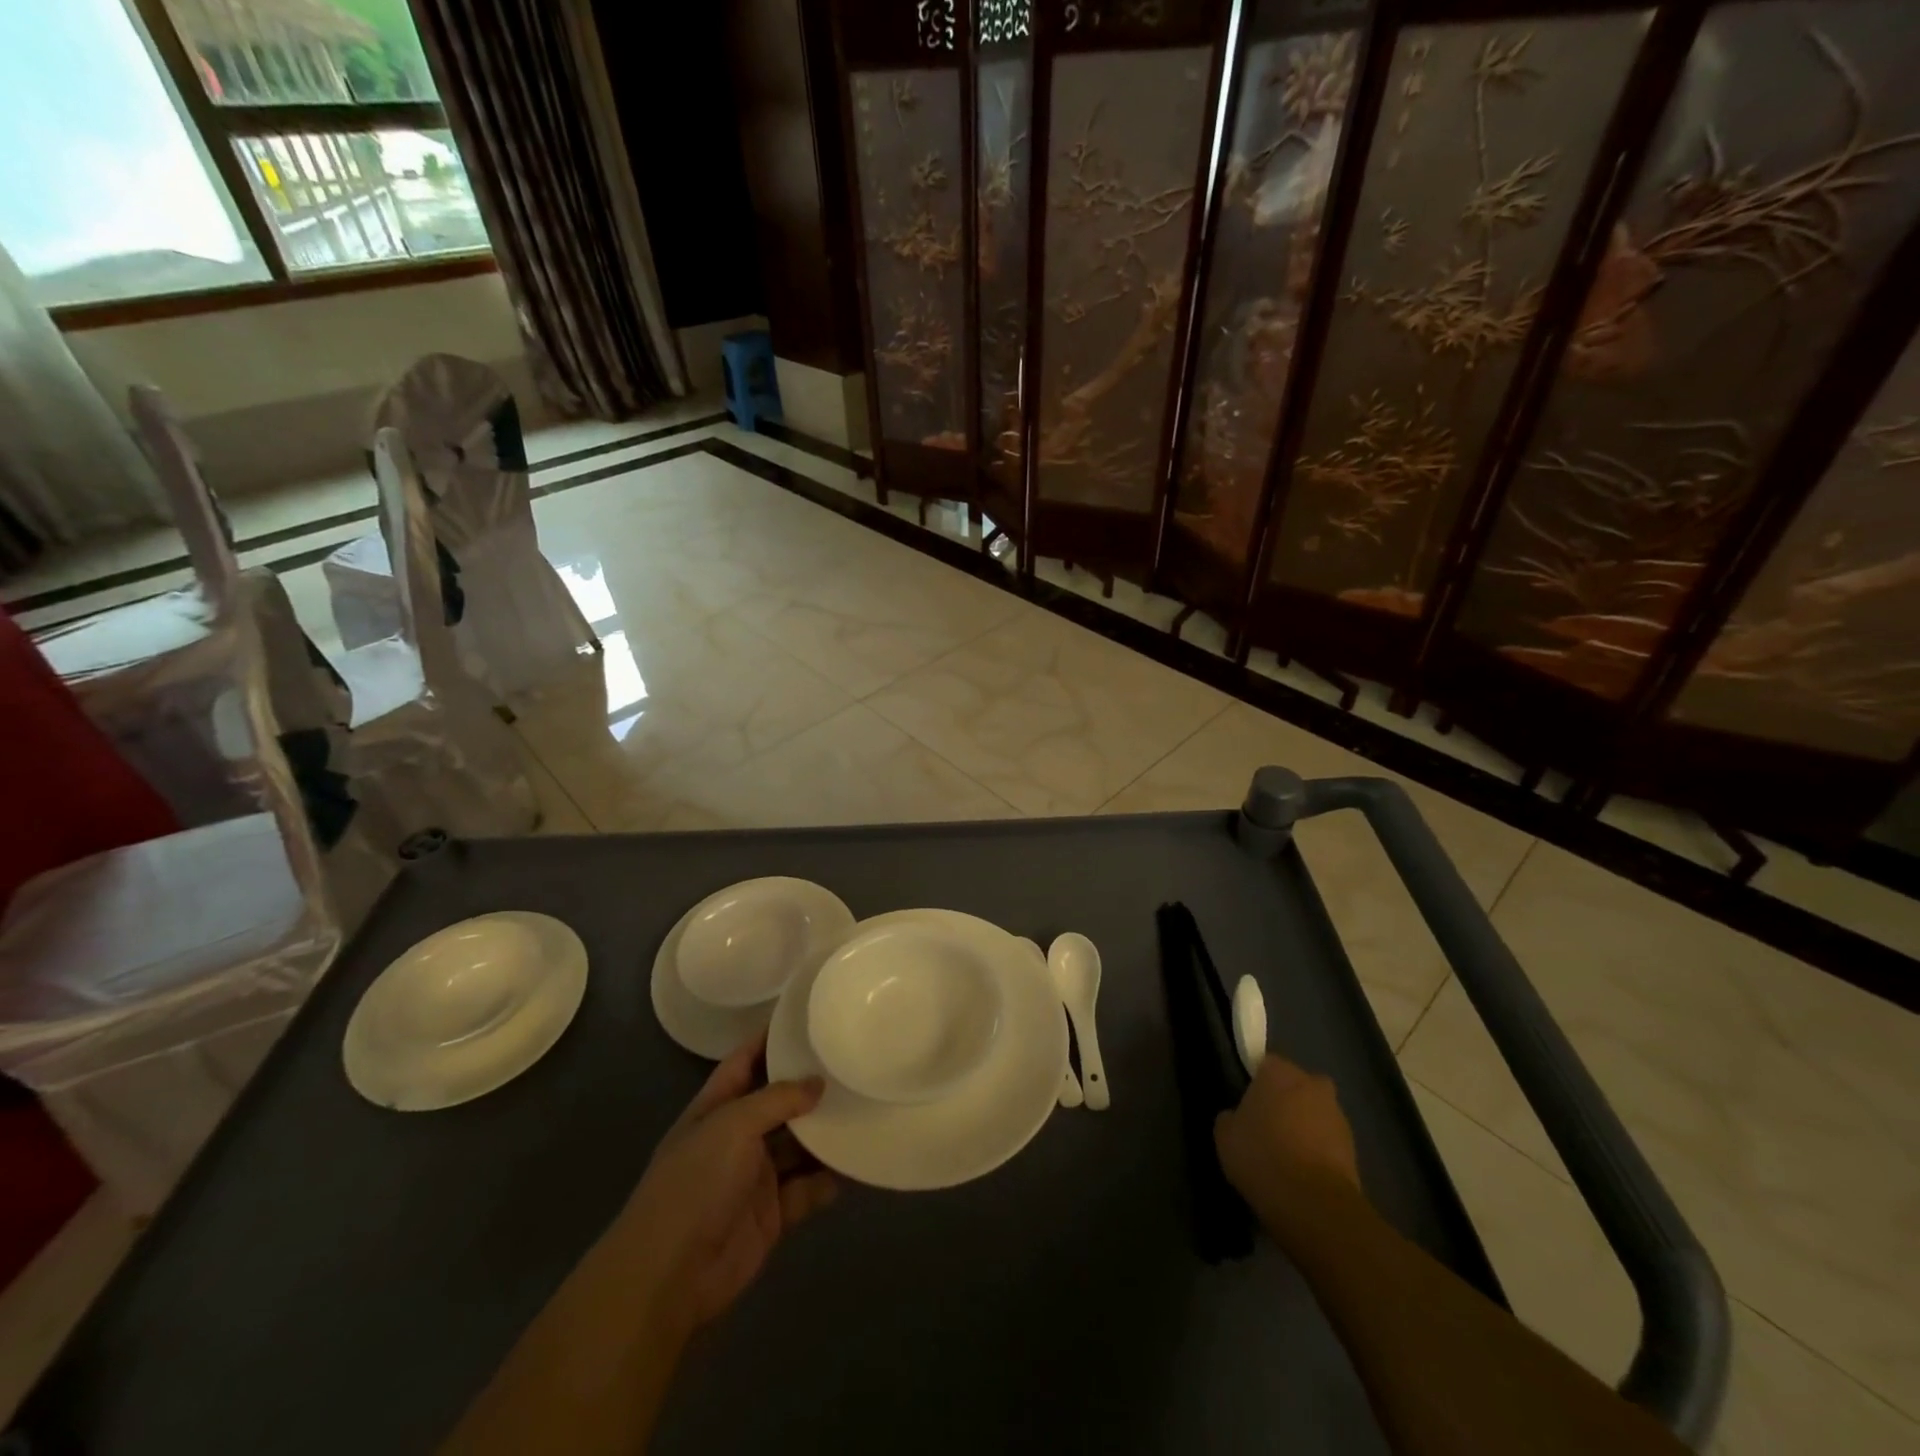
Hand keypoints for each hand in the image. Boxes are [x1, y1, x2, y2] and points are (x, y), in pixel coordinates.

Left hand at [614, 1032, 837, 1333]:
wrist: (671, 1275)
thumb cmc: (696, 1182)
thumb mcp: (733, 1125)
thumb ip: (778, 1098)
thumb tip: (818, 1083)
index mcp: (715, 1108)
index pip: (745, 1061)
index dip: (770, 1039)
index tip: (808, 1017)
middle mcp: (736, 1137)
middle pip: (778, 1103)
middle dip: (809, 1087)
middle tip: (852, 1062)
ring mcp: (754, 1177)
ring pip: (797, 1146)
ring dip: (824, 1133)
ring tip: (863, 1107)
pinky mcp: (772, 1214)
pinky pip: (806, 1189)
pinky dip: (828, 1179)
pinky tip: (856, 1162)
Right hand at [1214, 1054, 1361, 1224]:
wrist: (1313, 1204)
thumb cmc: (1262, 1156)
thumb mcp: (1225, 1135)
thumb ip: (1230, 1117)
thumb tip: (1237, 1117)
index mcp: (1280, 1072)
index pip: (1266, 1064)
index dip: (1257, 1084)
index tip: (1248, 1105)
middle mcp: (1313, 1085)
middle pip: (1297, 1086)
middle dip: (1287, 1100)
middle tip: (1268, 1126)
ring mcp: (1338, 1116)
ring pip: (1316, 1113)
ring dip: (1305, 1127)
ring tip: (1286, 1156)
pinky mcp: (1354, 1149)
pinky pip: (1328, 1142)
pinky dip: (1319, 1152)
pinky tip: (1302, 1173)